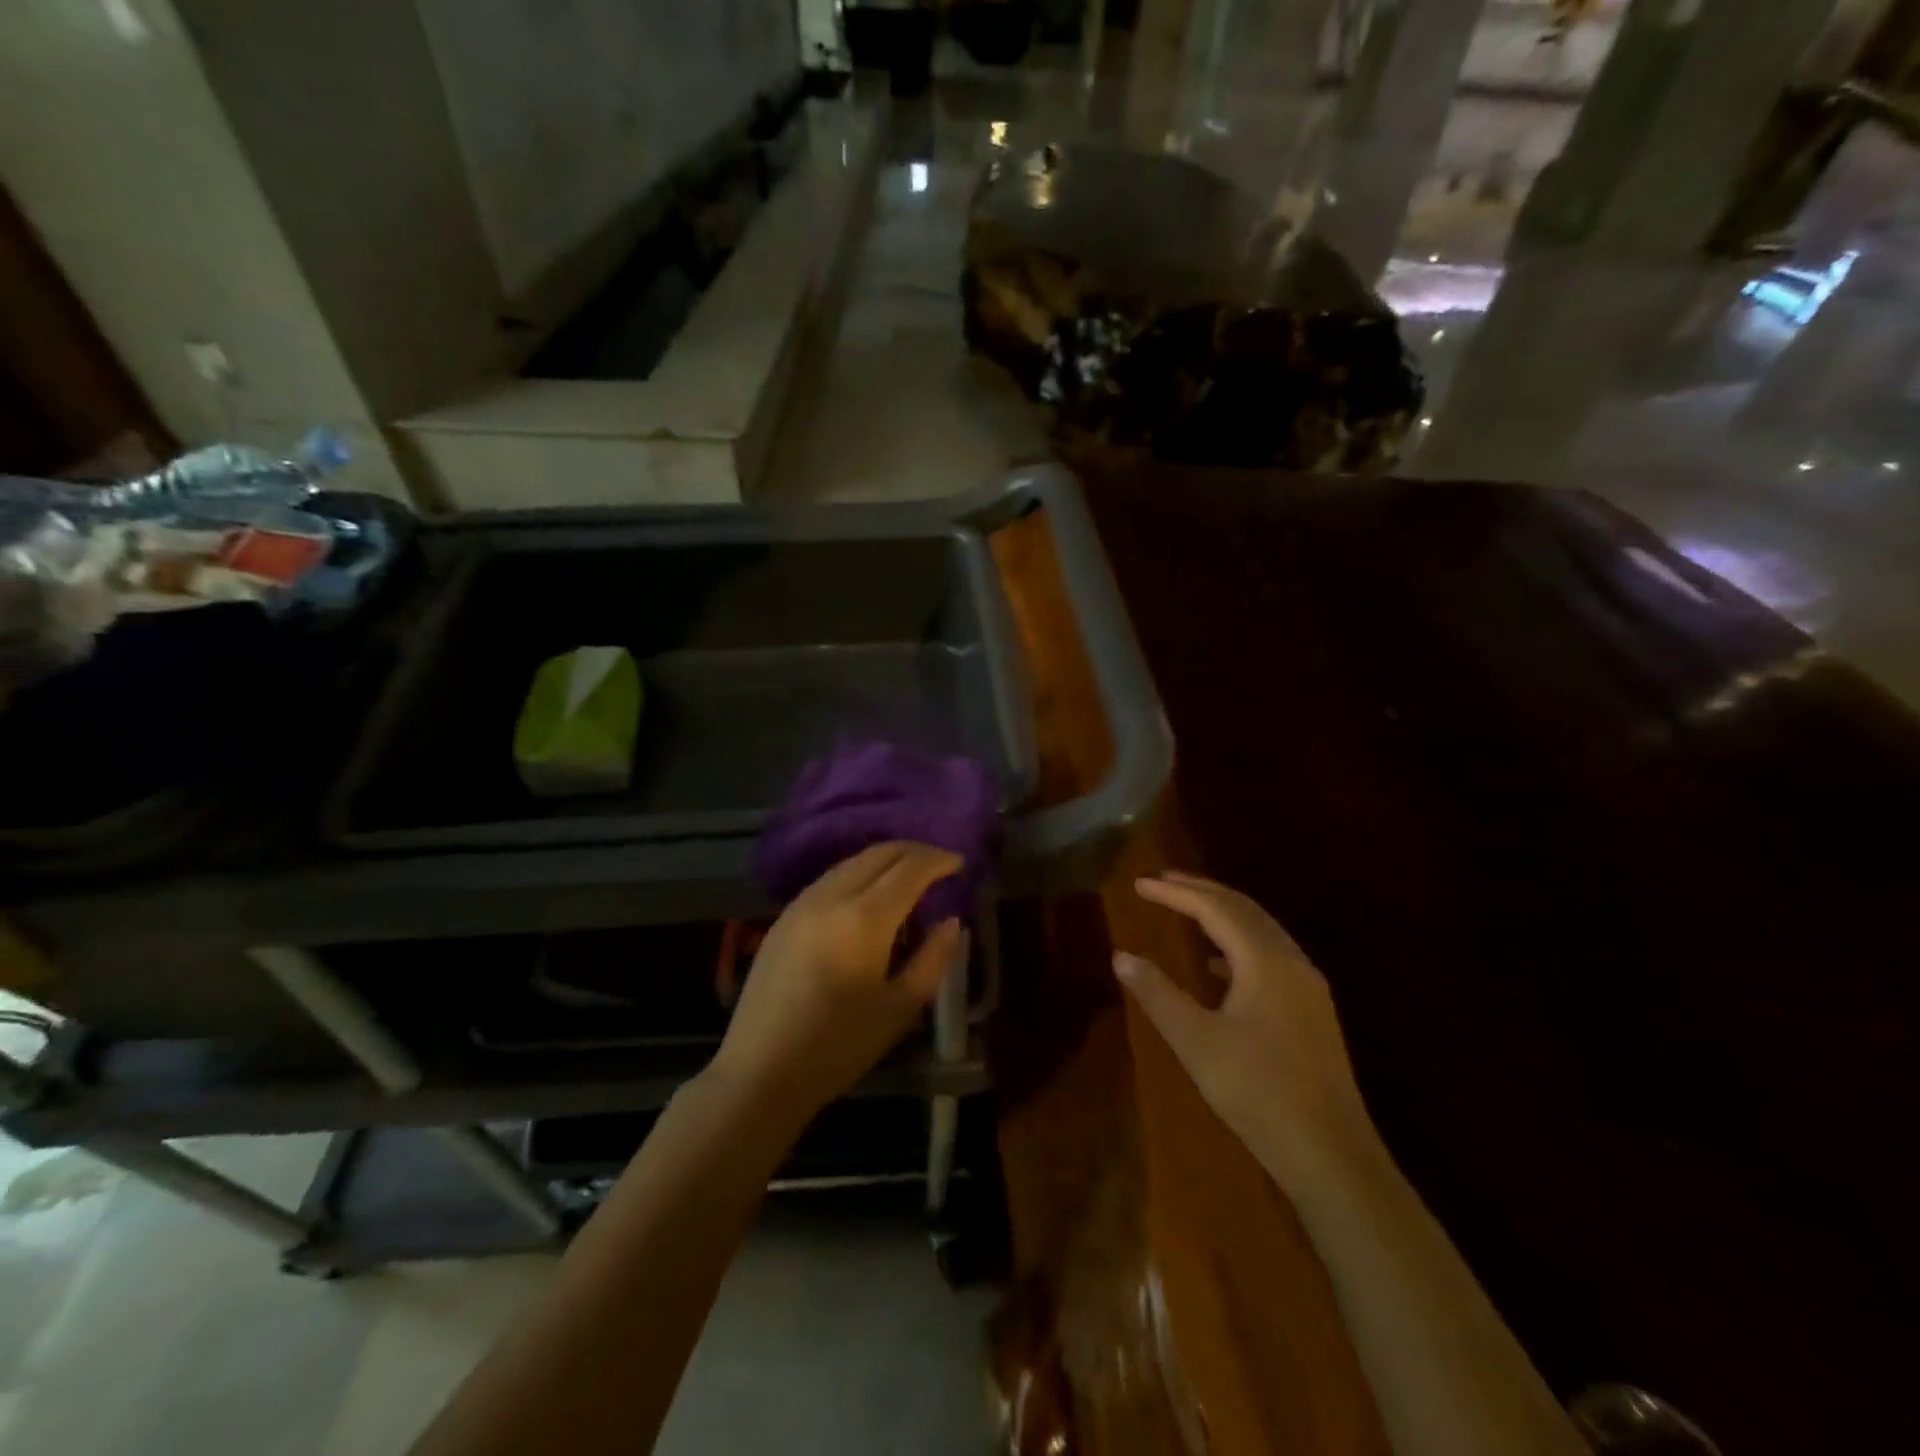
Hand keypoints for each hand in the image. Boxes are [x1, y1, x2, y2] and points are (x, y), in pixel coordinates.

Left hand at [711, 842, 964, 1121]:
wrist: (760, 1072)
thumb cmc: (838, 1047)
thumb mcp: (900, 1008)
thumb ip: (933, 958)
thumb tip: (951, 922)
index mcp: (864, 918)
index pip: (910, 868)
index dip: (938, 860)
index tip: (960, 863)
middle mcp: (831, 896)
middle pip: (879, 853)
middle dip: (914, 851)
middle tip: (940, 863)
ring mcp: (802, 902)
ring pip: (852, 861)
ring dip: (885, 859)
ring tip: (910, 875)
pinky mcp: (784, 916)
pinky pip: (830, 878)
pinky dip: (859, 873)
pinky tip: (870, 894)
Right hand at [1115, 871, 1377, 1194]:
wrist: (1332, 1156)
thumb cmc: (1258, 1093)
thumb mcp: (1196, 1042)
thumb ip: (1157, 993)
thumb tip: (1121, 956)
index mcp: (1265, 961)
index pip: (1214, 909)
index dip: (1175, 893)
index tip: (1139, 883)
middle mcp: (1292, 961)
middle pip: (1243, 909)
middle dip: (1201, 891)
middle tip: (1162, 881)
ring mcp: (1308, 986)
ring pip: (1260, 930)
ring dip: (1222, 914)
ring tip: (1185, 909)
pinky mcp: (1312, 1010)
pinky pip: (1270, 955)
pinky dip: (1238, 944)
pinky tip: (1217, 966)